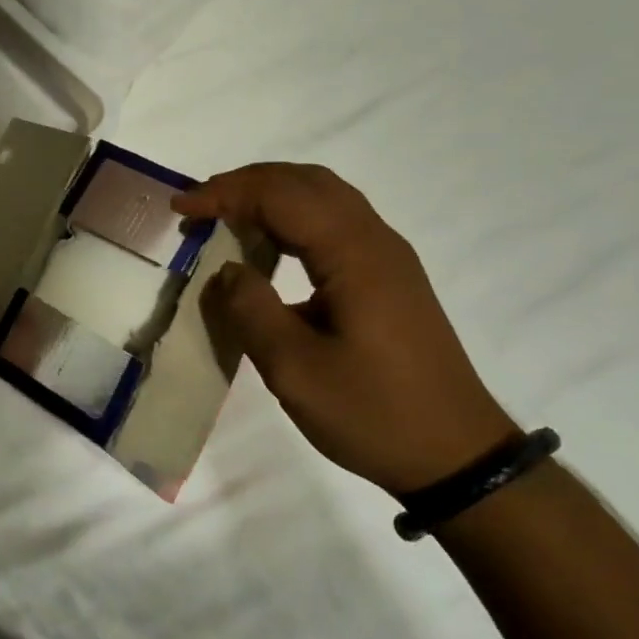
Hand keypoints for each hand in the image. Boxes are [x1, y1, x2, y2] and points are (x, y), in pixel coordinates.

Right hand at [172, 163, 518, 495]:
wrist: (458, 457)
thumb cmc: (374, 414)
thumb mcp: (294, 370)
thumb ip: (251, 310)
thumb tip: (228, 271)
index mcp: (354, 255)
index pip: (280, 196)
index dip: (224, 193)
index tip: (180, 209)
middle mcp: (375, 240)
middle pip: (303, 182)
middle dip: (244, 184)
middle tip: (198, 206)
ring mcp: (387, 256)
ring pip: (322, 195)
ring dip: (269, 195)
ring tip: (224, 216)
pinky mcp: (389, 275)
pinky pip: (334, 220)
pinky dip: (292, 215)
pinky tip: (268, 244)